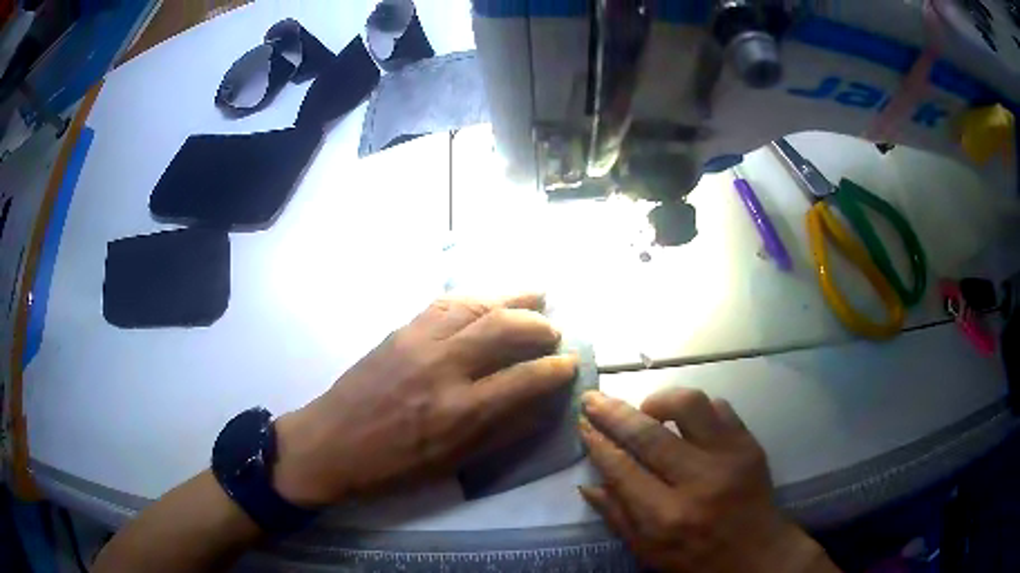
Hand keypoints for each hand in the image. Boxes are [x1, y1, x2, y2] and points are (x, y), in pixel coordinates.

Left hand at [272, 294, 577, 506]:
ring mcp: (418, 342)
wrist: (331, 443)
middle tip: (554, 331)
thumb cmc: (394, 466)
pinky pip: (444, 302)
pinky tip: (488, 299)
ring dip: (511, 298)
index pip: (525, 378)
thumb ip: (503, 431)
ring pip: (475, 304)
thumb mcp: (454, 462)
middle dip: (539, 325)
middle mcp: (443, 367)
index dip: (556, 368)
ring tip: (535, 297)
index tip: (570, 363)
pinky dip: (475, 297)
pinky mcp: (399, 330)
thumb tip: (543, 405)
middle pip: (504, 328)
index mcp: (460, 412)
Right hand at [578, 390, 838, 572]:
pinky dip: (696, 409)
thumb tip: (588, 483)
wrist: (756, 552)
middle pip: (648, 434)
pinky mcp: (749, 444)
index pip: (623, 469)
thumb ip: (617, 517)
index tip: (583, 424)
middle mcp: (698, 482)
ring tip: (646, 410)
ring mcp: (729, 457)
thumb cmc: (696, 558)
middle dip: (613, 413)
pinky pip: (720, 407)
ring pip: (690, 406)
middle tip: (594, 399)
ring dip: (659, 401)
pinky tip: (685, 421)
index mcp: (667, 516)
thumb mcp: (648, 551)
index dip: (598, 443)